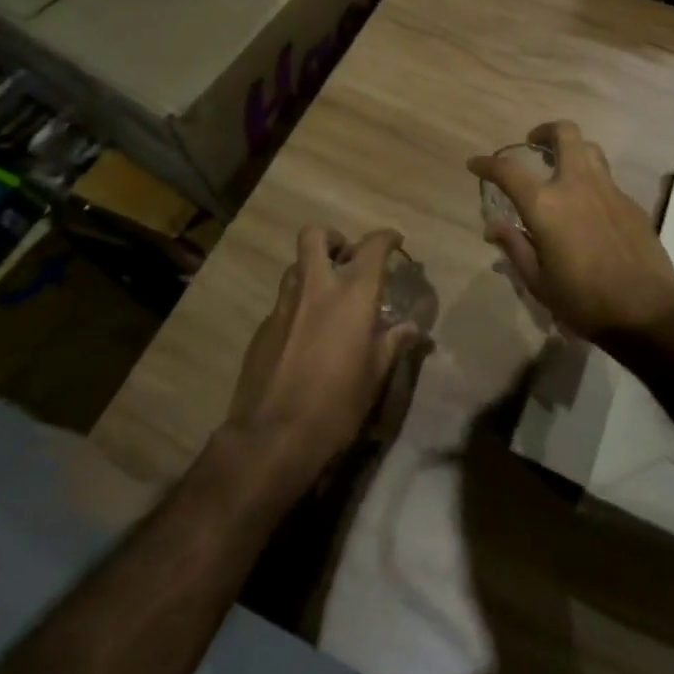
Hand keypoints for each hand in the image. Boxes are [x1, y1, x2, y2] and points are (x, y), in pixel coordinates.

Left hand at [224, 226, 422, 497]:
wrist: (273, 437)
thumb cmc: (337, 404)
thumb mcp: (375, 375)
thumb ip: (393, 342)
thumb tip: (411, 328)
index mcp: (352, 295)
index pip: (372, 247)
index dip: (386, 238)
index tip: (395, 242)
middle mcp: (315, 289)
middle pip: (315, 236)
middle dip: (334, 239)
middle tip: (347, 259)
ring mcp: (283, 306)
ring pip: (295, 266)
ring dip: (312, 270)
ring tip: (328, 297)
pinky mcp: (262, 329)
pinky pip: (283, 302)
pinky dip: (298, 305)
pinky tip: (306, 336)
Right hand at [469, 121, 673, 340]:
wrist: (646, 309)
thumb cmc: (583, 300)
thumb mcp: (538, 281)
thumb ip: (515, 247)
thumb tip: (494, 228)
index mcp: (545, 205)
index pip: (508, 171)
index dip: (487, 164)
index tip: (476, 164)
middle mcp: (577, 185)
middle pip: (564, 134)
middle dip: (545, 131)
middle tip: (534, 144)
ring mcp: (608, 190)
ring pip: (590, 149)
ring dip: (572, 149)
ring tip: (561, 168)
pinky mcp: (631, 202)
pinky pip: (607, 178)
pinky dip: (591, 180)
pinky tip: (588, 206)